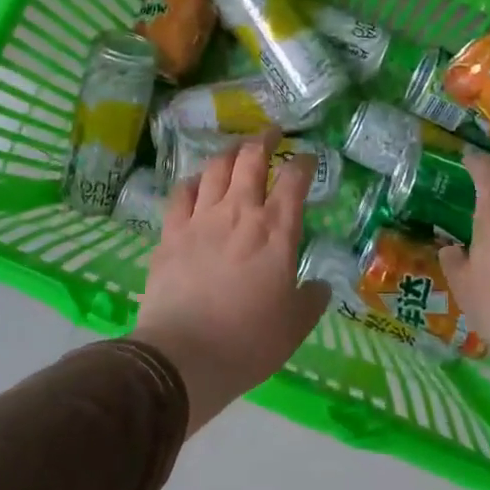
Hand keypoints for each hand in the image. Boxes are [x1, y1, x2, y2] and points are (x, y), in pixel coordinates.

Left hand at [134, 132, 329, 433]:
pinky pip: (182, 193)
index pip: (294, 180)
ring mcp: (201, 219)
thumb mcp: (295, 326)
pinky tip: (198, 183)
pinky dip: (194, 181)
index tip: (308, 158)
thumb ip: (311, 299)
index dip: (304, 163)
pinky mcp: (170, 233)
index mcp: (276, 230)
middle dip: (264, 139)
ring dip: (229, 152)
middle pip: (251, 159)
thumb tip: (318, 286)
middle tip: (271, 133)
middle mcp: (239, 212)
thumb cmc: (248, 341)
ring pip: (215, 168)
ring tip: (236, 149)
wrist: (184, 356)